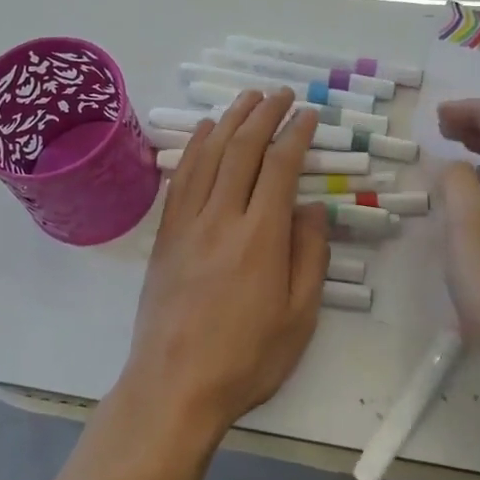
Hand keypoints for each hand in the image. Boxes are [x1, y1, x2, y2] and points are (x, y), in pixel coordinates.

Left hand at [123, 89, 330, 441]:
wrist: (174, 386)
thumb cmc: (247, 358)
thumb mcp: (300, 317)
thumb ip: (310, 256)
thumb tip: (313, 207)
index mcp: (262, 237)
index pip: (280, 167)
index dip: (296, 134)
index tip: (308, 114)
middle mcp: (222, 217)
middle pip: (243, 150)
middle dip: (264, 115)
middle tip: (280, 94)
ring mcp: (188, 223)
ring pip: (210, 156)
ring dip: (230, 121)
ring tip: (246, 98)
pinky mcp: (166, 235)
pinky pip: (181, 178)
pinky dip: (195, 148)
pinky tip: (204, 133)